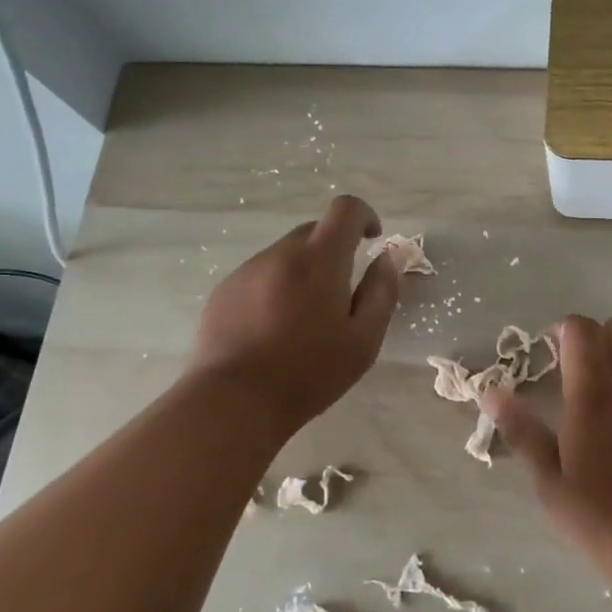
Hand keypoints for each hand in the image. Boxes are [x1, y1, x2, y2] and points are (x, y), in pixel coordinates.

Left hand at [191, 195, 400, 435]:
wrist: (233, 402)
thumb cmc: (309, 373)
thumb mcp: (364, 339)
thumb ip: (382, 292)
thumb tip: (387, 258)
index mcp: (320, 260)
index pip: (345, 209)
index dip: (365, 215)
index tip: (372, 239)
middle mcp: (281, 254)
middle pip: (315, 231)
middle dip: (335, 250)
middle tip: (342, 295)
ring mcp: (247, 271)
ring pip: (286, 255)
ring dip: (304, 271)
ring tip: (304, 319)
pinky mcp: (223, 291)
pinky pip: (260, 275)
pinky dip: (276, 288)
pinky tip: (273, 329)